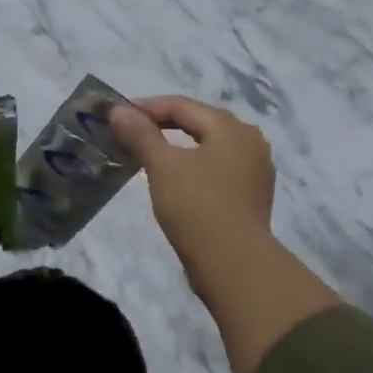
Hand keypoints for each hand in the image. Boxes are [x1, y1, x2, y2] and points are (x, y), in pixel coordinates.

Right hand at [110, 97, 276, 283]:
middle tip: (130, 132)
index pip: (182, 105)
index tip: (117, 116)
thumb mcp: (163, 167)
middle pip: (199, 122)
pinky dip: (193, 165)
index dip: (146, 107)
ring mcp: (255, 170)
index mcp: (231, 128)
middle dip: (162, 124)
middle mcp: (250, 141)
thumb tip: (118, 110)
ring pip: (209, 146)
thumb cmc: (197, 207)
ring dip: (178, 146)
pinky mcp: (252, 195)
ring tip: (148, 154)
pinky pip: (217, 167)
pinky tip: (175, 179)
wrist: (235, 266)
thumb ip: (140, 134)